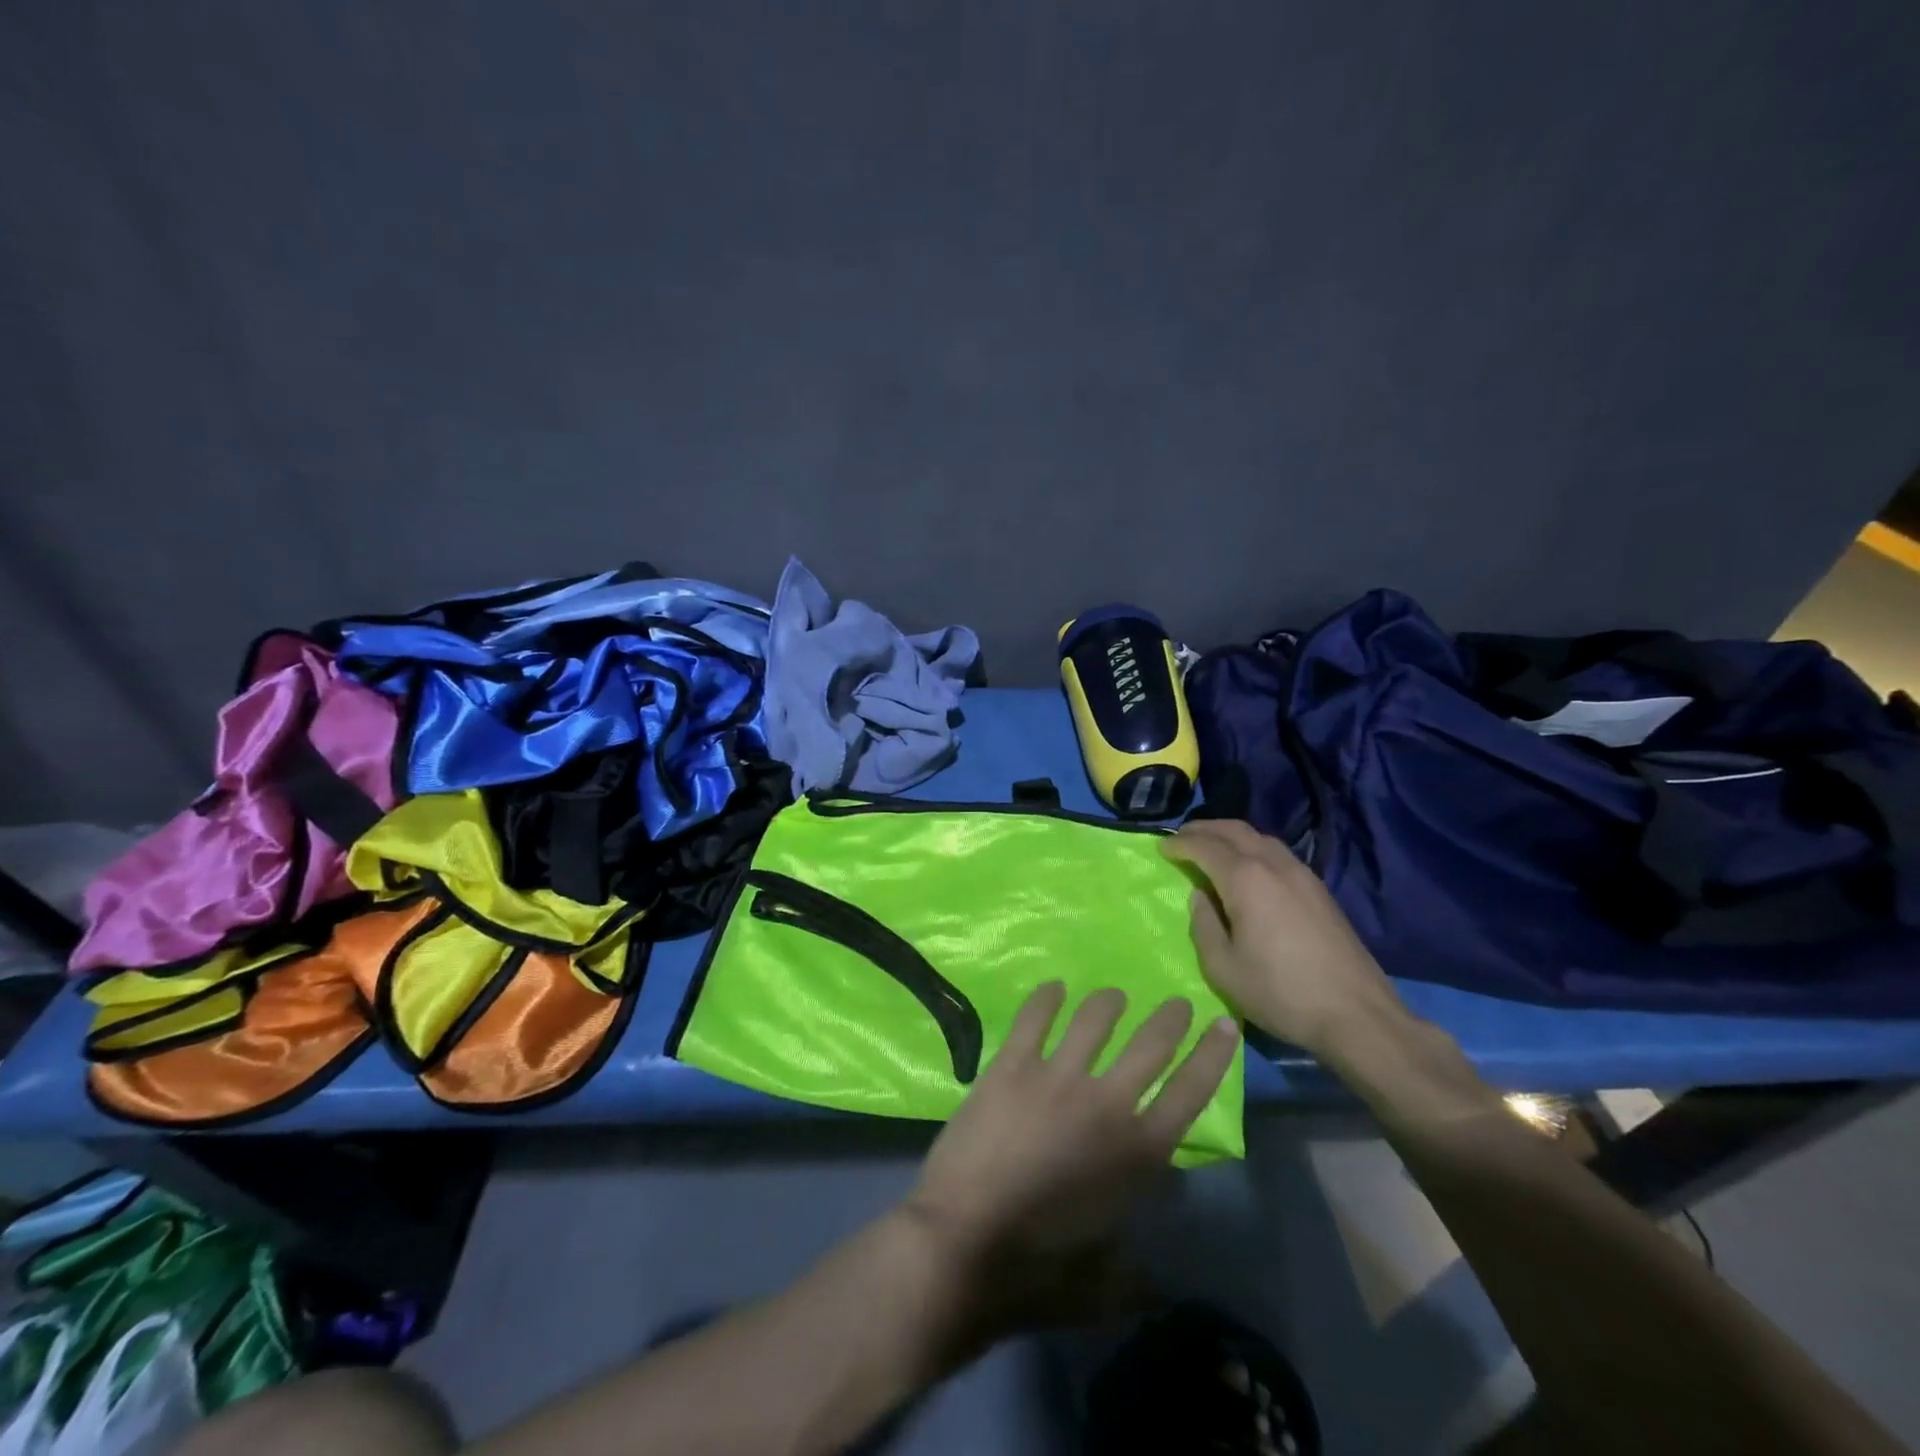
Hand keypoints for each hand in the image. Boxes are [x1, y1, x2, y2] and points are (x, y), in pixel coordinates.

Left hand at [902, 983, 1238, 1338]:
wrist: (962, 1245)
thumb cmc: (1037, 1271)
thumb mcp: (1105, 1284)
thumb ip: (1138, 1269)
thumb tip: (1160, 1269)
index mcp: (1137, 1154)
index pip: (1190, 1093)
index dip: (1212, 1055)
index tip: (1224, 1024)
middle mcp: (1105, 1103)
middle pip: (1150, 1045)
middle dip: (1170, 1019)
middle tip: (1176, 1002)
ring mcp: (1056, 1077)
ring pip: (1094, 1020)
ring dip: (1108, 1003)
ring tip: (1112, 997)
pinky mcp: (1011, 1066)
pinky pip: (1034, 1017)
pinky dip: (1047, 998)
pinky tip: (1054, 988)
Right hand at [1162, 819, 1410, 1059]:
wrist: (1356, 1013)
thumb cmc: (1280, 992)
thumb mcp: (1223, 967)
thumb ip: (1204, 925)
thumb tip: (1200, 896)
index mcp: (1245, 879)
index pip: (1205, 846)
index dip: (1180, 845)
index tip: (1161, 849)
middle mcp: (1273, 865)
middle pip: (1234, 830)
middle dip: (1203, 829)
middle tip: (1181, 838)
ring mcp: (1301, 874)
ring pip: (1259, 837)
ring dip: (1230, 835)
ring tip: (1211, 847)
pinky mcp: (1318, 889)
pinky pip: (1277, 852)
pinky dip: (1252, 847)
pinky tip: (1247, 866)